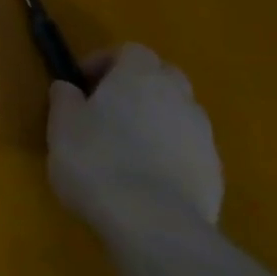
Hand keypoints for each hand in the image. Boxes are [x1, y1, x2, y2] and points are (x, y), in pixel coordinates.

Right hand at [46, 43, 223, 240]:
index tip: (82, 84)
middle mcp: (178, 96)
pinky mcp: (214, 173)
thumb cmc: (97, 161)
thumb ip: (65, 99)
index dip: (105, 62)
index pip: (130, 51)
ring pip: (178, 114)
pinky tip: (146, 180)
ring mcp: (202, 135)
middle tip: (108, 110)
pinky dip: (169, 154)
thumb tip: (68, 87)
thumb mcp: (62, 125)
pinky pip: (188, 150)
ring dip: (155, 121)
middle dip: (137, 87)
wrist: (154, 225)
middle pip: (162, 76)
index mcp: (139, 76)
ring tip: (127, 149)